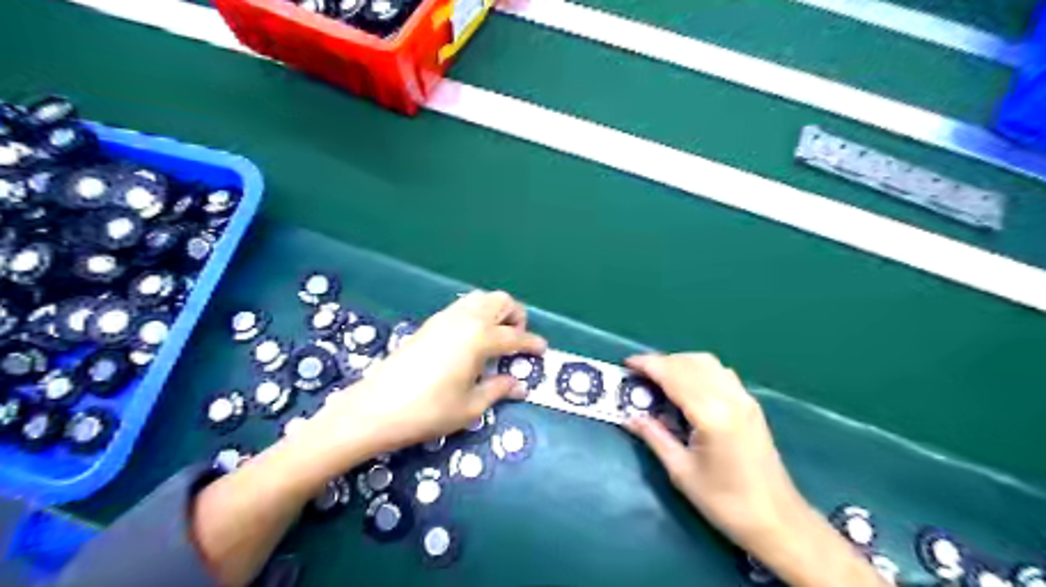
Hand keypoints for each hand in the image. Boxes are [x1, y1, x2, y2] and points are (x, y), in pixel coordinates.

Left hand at [295, 290, 546, 471]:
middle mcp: (465, 320)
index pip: (516, 336)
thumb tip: (519, 384)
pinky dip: (476, 314)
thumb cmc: (429, 411)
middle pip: (501, 301)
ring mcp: (445, 318)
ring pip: (480, 299)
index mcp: (480, 338)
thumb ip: (499, 389)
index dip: (533, 344)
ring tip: (496, 338)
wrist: (376, 408)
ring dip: (495, 312)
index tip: (542, 351)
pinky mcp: (429, 324)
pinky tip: (471, 340)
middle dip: (516, 316)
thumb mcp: (471, 407)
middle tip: (517, 341)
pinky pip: (462, 307)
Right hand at [624, 352, 883, 585]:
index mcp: (711, 415)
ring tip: (659, 379)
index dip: (648, 365)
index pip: (674, 375)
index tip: (627, 363)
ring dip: (680, 362)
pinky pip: (720, 372)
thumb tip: (629, 417)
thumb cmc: (725, 502)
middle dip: (661, 362)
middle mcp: (730, 398)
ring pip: (707, 363)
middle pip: (690, 363)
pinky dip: (698, 369)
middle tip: (639, 375)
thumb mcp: (681, 472)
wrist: (777, 520)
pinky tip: (688, 387)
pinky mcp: (751, 404)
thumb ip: (654, 437)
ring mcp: (744, 398)